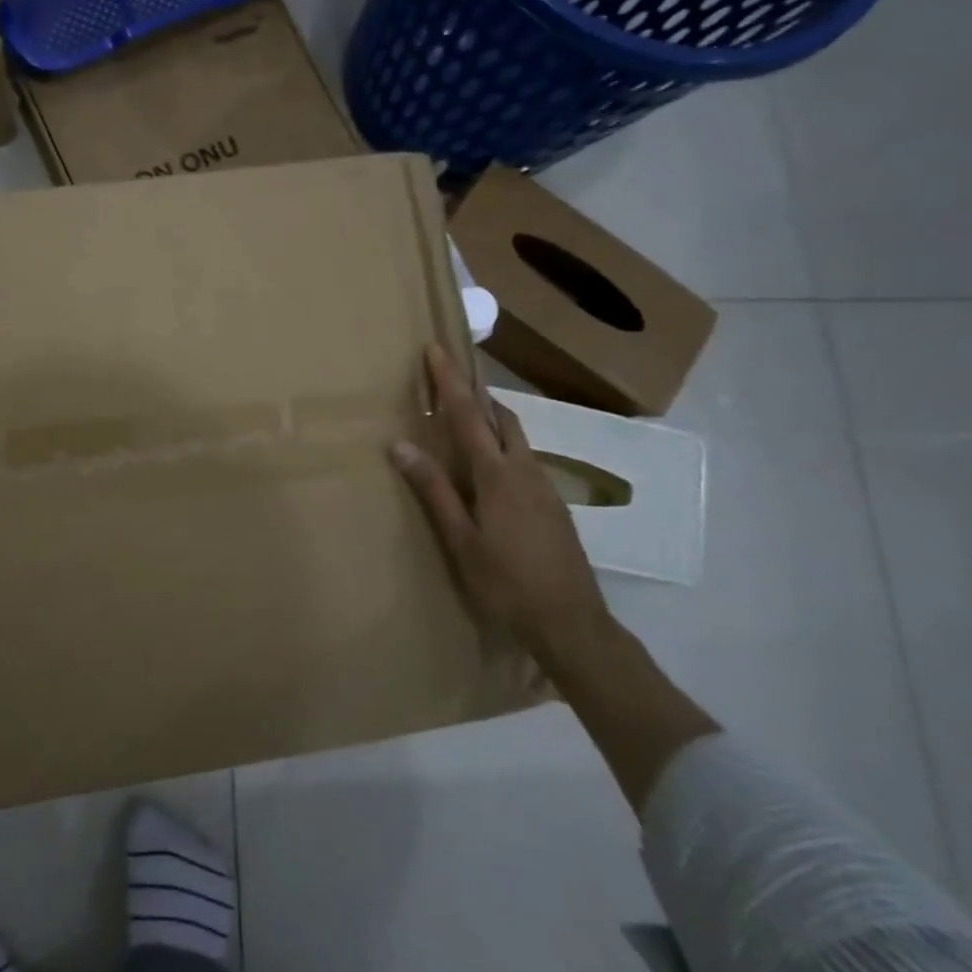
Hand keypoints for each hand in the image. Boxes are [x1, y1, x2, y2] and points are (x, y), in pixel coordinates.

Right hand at [390, 345, 611, 662]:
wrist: (572, 622)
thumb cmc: (505, 582)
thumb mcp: (460, 539)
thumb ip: (433, 489)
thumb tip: (400, 445)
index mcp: (496, 475)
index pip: (468, 415)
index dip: (449, 381)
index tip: (436, 348)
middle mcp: (524, 470)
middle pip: (501, 416)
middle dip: (475, 391)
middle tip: (449, 376)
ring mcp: (544, 486)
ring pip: (517, 435)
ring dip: (491, 415)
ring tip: (467, 412)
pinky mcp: (553, 504)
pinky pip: (524, 456)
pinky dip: (503, 441)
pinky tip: (490, 463)